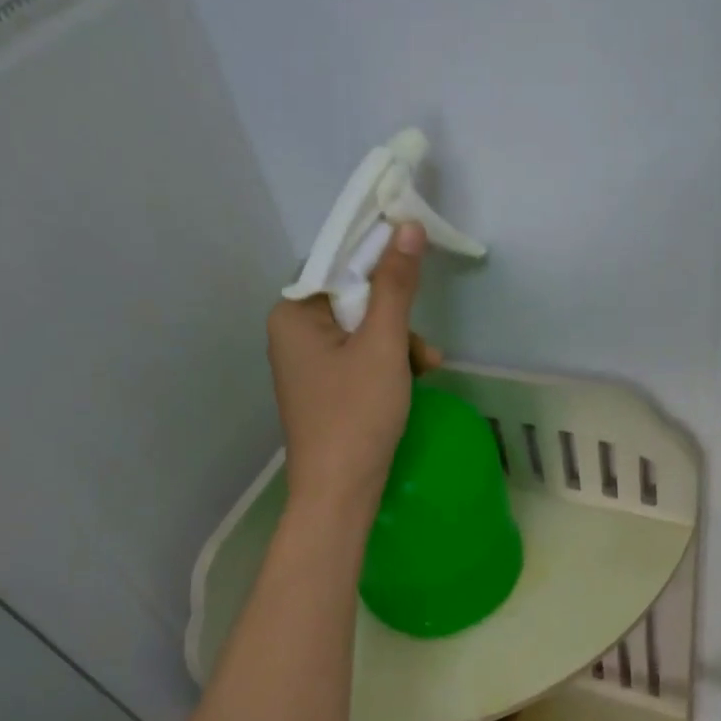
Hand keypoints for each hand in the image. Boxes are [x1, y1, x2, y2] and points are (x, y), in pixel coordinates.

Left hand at [267, 223, 440, 521]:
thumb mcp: (383, 346)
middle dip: (396, 318)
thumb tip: (408, 227)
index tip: (415, 263)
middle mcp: (292, 333)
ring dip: (399, 344)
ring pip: (361, 331)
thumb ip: (395, 286)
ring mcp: (306, 365)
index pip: (337, 263)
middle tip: (424, 345)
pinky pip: (358, 360)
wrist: (338, 493)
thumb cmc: (356, 416)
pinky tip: (414, 382)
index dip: (378, 259)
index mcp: (293, 314)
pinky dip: (387, 366)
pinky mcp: (323, 390)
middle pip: (352, 299)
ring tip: (428, 369)